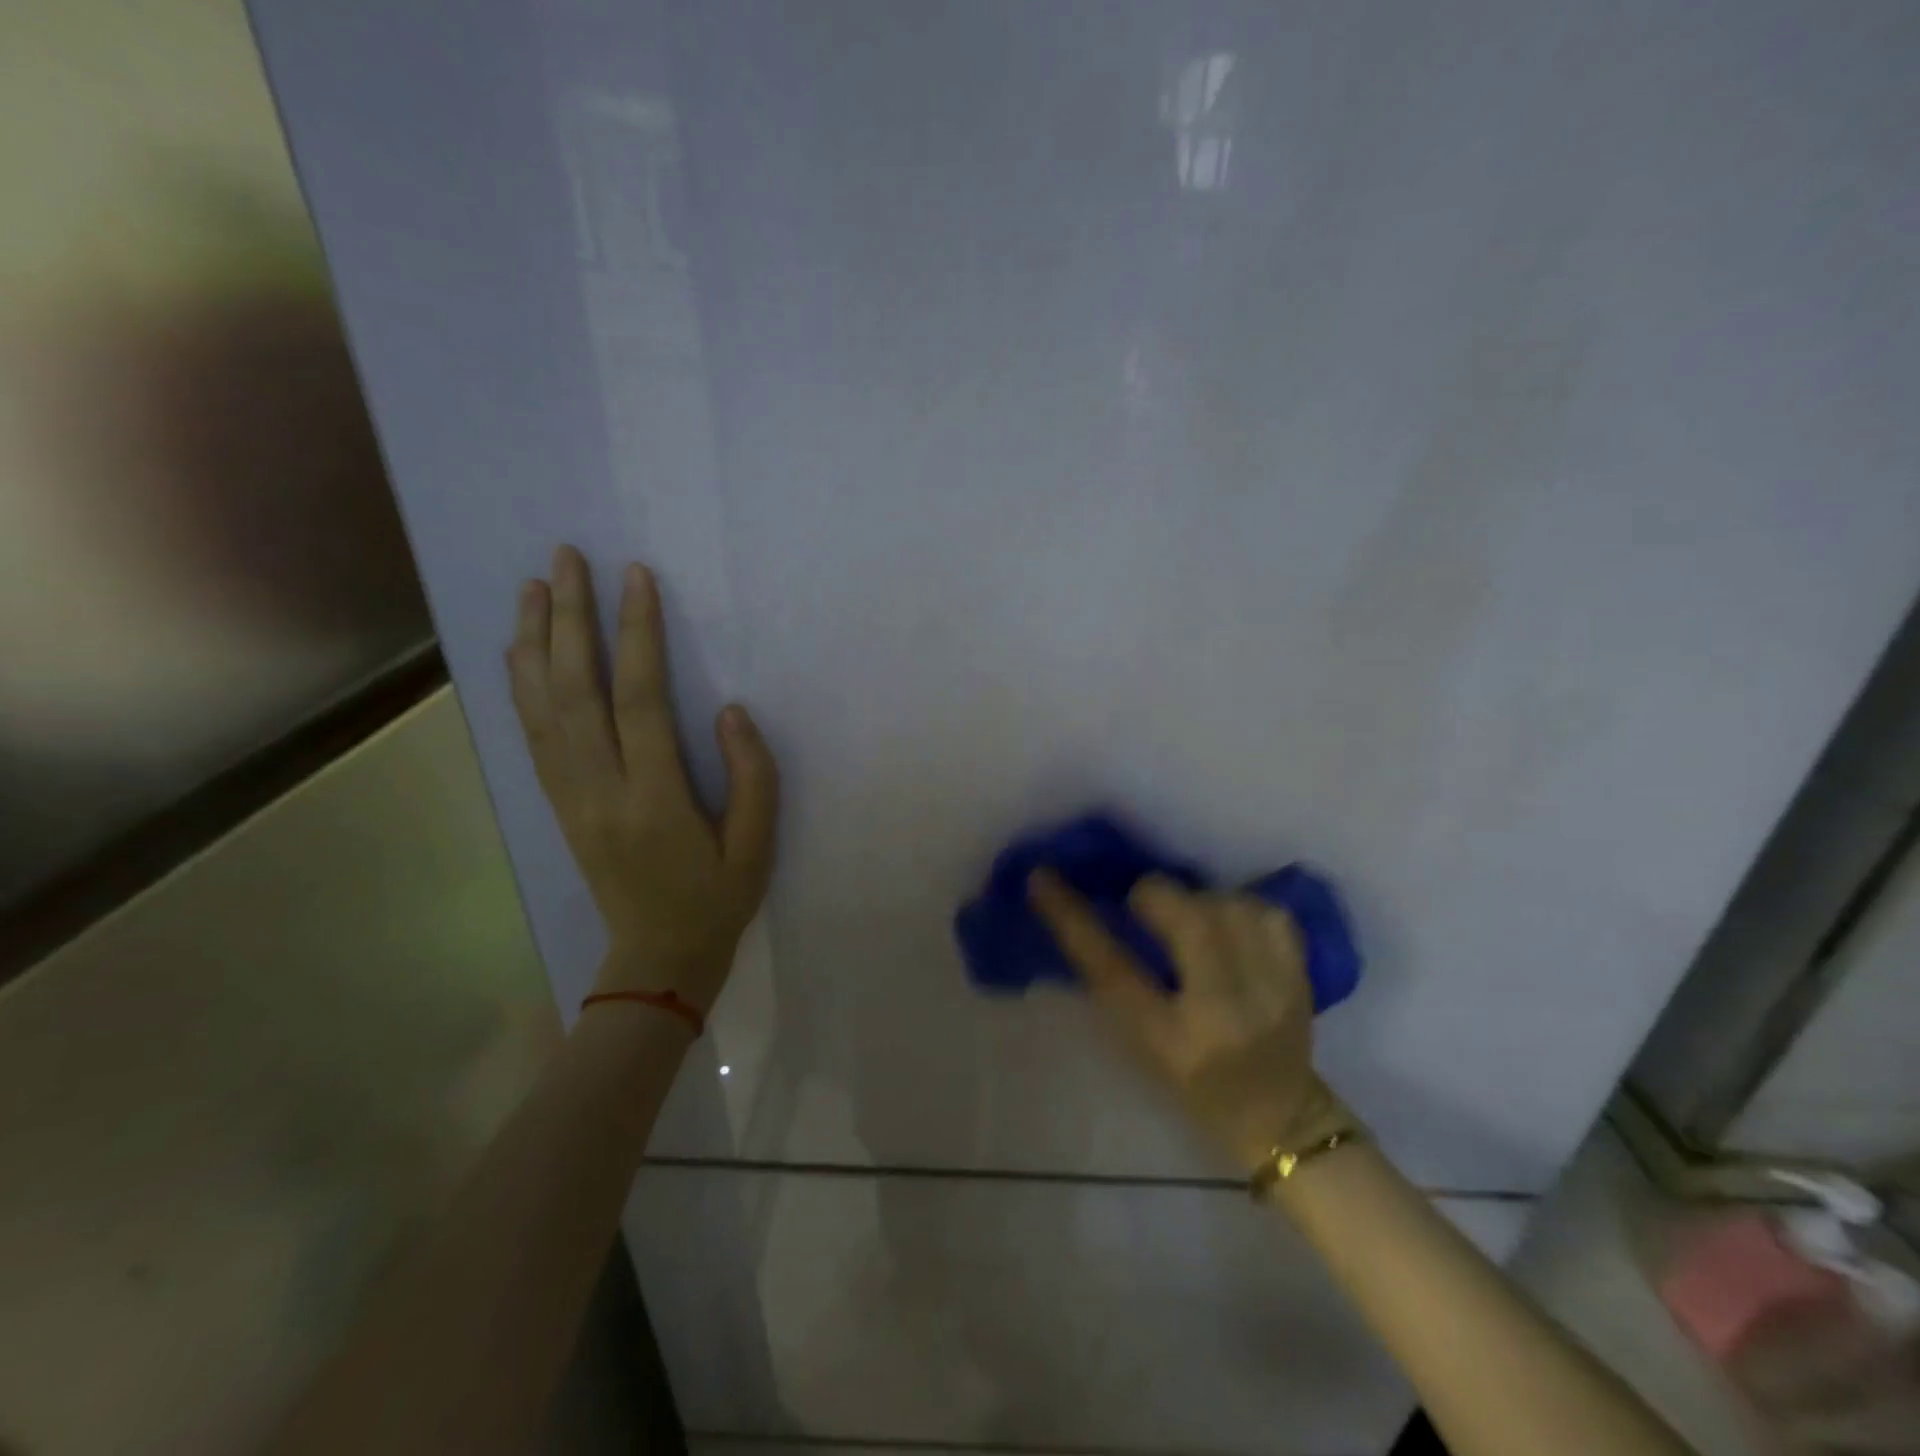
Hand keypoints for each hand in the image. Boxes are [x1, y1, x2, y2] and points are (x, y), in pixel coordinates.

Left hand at [508, 545, 778, 1008]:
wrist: (656, 957)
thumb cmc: (716, 900)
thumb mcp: (758, 848)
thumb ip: (753, 778)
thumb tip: (730, 712)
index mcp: (653, 800)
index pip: (640, 701)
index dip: (637, 635)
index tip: (636, 578)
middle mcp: (598, 790)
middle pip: (575, 692)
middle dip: (570, 619)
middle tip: (566, 559)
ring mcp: (569, 797)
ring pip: (541, 708)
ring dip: (535, 642)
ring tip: (534, 587)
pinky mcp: (558, 803)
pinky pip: (533, 736)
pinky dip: (521, 686)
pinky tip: (521, 651)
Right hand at [1029, 872, 1341, 1171]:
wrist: (1281, 1119)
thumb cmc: (1196, 1089)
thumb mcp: (1143, 1045)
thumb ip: (1117, 982)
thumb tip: (1095, 911)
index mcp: (1172, 1041)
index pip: (1112, 967)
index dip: (1072, 918)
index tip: (1043, 877)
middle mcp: (1225, 1012)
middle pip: (1186, 919)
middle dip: (1153, 896)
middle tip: (1143, 905)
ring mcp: (1274, 991)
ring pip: (1227, 904)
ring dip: (1198, 901)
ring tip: (1191, 919)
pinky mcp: (1302, 975)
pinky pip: (1267, 911)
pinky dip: (1241, 906)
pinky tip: (1231, 923)